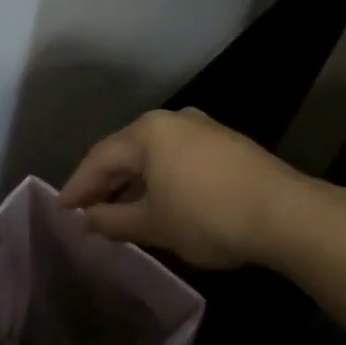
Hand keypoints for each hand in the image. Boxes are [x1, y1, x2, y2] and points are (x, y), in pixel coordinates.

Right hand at [59, 108, 311, 269]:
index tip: (62, 210)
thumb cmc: (207, 217)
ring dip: (134, 181)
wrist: (283, 213)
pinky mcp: (225, 143)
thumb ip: (114, 220)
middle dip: (105, 182)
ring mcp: (202, 127)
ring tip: (119, 209)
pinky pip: (178, 157)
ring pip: (154, 154)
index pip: (100, 158)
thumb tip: (88, 219)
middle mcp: (173, 120)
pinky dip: (161, 178)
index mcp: (148, 132)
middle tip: (86, 210)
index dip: (78, 186)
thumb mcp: (155, 224)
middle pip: (126, 151)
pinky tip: (160, 200)